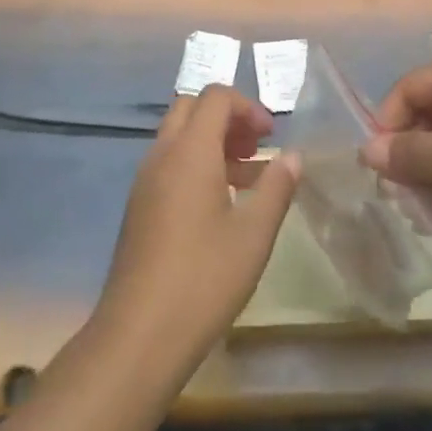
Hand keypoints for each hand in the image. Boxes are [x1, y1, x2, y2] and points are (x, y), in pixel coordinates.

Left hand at [95, 85, 301, 373]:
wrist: (139, 334)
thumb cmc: (204, 278)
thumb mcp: (254, 234)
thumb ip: (276, 187)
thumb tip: (292, 156)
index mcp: (190, 151)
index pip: (216, 96)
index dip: (248, 107)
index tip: (272, 138)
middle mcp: (162, 155)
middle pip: (192, 108)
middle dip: (228, 118)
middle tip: (256, 148)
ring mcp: (145, 180)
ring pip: (179, 136)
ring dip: (213, 142)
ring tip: (247, 178)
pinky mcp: (139, 206)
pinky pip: (169, 164)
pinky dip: (196, 165)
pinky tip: (220, 205)